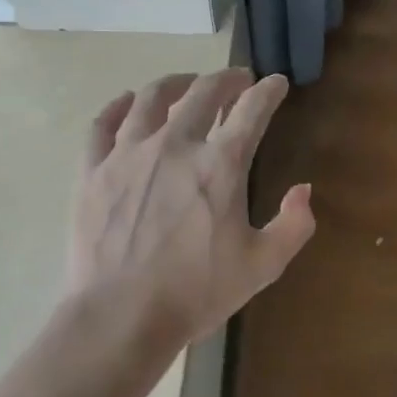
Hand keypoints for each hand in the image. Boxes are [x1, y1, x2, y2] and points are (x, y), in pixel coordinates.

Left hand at [67, 69, 314, 358]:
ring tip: (186, 84)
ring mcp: (128, 154)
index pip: (252, 111)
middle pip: (202, 93)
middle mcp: (175, 145)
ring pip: (151, 99)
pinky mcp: (93, 170)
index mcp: (220, 165)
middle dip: (226, 80)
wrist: (120, 316)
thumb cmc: (196, 292)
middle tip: (237, 80)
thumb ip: (293, 225)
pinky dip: (118, 106)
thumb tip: (303, 190)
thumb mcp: (263, 266)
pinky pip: (103, 124)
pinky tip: (127, 102)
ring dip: (175, 84)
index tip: (277, 83)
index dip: (269, 92)